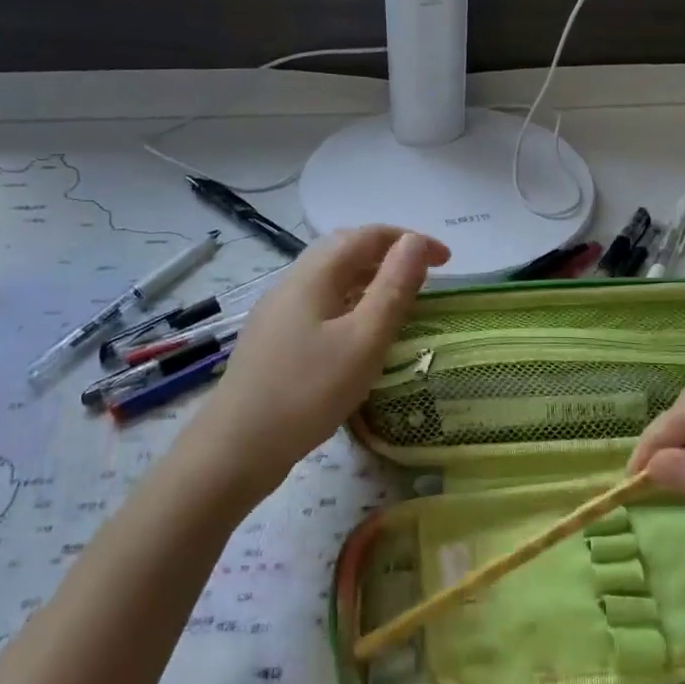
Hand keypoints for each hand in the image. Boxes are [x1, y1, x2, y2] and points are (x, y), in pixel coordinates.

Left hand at [185, 227, 448, 499]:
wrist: (238, 447)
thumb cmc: (308, 392)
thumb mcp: (364, 340)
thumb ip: (393, 289)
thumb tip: (414, 242)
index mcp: (314, 276)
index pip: (367, 236)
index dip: (410, 240)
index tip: (447, 260)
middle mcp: (292, 283)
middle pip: (344, 250)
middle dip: (389, 253)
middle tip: (424, 274)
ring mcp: (278, 312)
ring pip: (330, 278)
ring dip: (369, 278)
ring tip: (399, 300)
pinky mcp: (274, 339)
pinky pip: (320, 303)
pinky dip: (351, 302)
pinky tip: (359, 332)